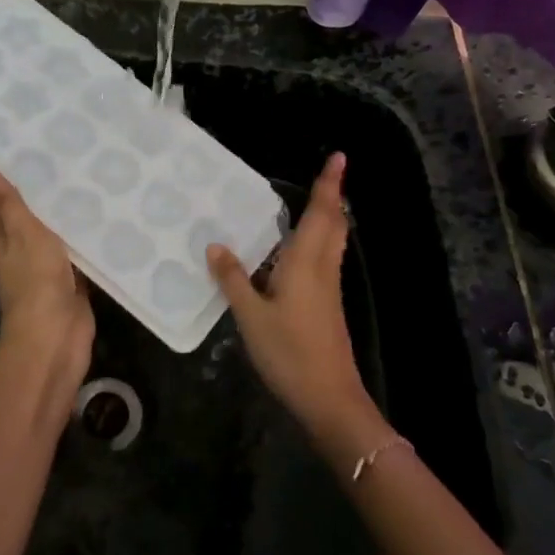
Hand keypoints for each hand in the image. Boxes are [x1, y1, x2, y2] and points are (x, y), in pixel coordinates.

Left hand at [0, 164, 94, 400]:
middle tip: (65, 155)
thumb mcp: (22, 233)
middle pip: (29, 216)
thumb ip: (7, 202)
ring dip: (67, 213)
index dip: (5, 177)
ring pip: (56, 233)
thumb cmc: (34, 280)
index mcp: (2, 239)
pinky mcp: (72, 280)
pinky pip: (78, 252)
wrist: (56, 335)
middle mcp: (21, 250)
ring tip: (89, 177)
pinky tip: (104, 218)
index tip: (23, 148)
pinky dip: (86, 237)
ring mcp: (47, 267)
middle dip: (43, 192)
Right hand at [207, 154, 391, 459]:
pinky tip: (295, 252)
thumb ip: (234, 279)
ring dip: (327, 218)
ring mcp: (328, 289)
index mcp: (305, 263)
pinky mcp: (327, 306)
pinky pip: (324, 260)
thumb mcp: (251, 316)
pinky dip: (317, 242)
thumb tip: (216, 244)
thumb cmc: (289, 352)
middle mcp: (322, 268)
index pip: (321, 214)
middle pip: (334, 224)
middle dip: (332, 197)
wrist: (329, 397)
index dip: (329, 185)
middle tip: (327, 175)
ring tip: (312, 203)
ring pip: (332, 242)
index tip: (339, 157)